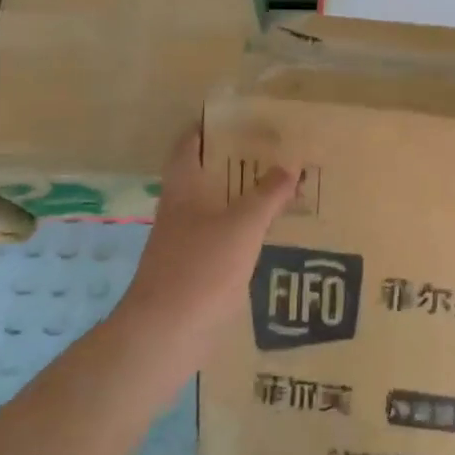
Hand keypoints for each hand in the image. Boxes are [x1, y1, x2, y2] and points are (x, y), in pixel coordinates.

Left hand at [114, 126, 297, 358]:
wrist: (165, 335)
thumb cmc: (200, 270)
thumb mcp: (241, 226)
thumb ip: (266, 195)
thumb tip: (289, 167)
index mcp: (183, 191)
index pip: (188, 146)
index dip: (208, 128)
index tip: (239, 118)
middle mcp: (180, 213)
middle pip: (206, 178)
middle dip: (237, 166)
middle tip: (275, 156)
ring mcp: (184, 246)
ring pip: (216, 212)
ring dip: (243, 202)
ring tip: (281, 194)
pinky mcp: (194, 275)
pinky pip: (222, 244)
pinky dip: (243, 236)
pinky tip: (270, 240)